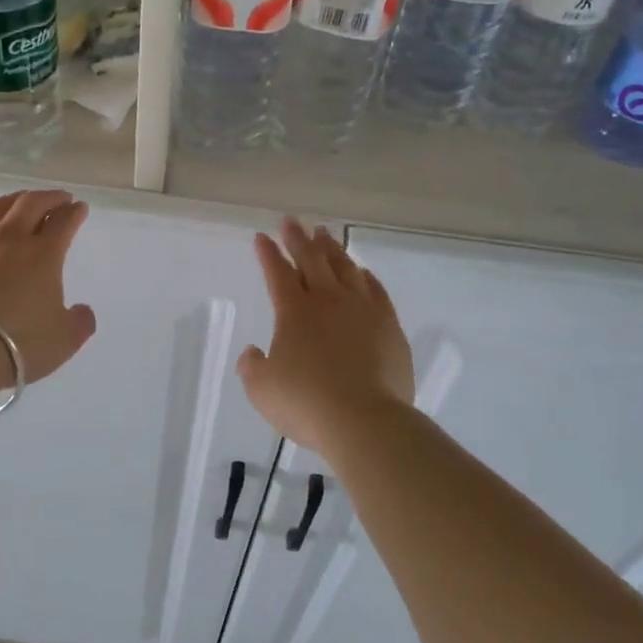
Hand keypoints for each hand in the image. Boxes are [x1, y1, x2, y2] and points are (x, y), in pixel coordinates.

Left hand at [0, 189, 97, 383]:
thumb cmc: (17, 344)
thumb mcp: (63, 341)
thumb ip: (79, 322)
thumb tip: (82, 311)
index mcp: (43, 254)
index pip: (64, 222)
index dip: (74, 212)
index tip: (79, 208)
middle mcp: (9, 238)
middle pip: (30, 203)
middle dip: (49, 197)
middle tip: (58, 198)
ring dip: (12, 201)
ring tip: (19, 202)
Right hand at [237, 219, 414, 452]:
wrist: (365, 421)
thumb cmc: (306, 404)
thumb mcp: (262, 390)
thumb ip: (252, 367)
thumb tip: (254, 352)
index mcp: (294, 312)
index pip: (278, 273)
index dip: (268, 254)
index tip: (261, 237)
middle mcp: (328, 301)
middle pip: (311, 260)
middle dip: (298, 238)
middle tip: (291, 221)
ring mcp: (363, 310)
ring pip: (345, 268)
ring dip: (331, 249)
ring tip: (324, 235)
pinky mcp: (389, 326)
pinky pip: (376, 290)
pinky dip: (365, 276)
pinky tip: (362, 272)